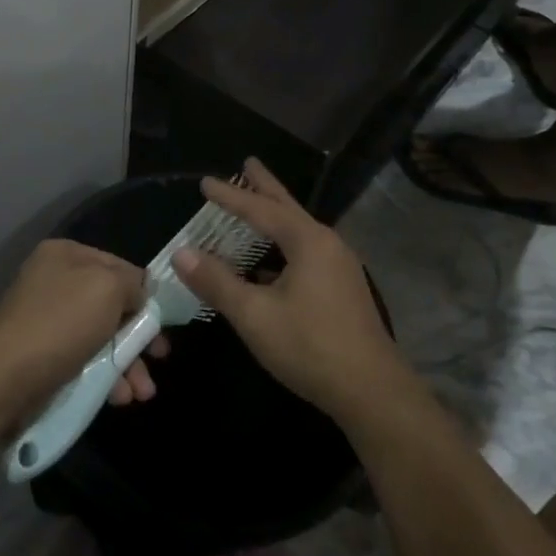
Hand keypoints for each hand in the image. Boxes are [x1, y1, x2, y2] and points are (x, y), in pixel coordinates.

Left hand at [0, 239, 169, 417]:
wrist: (2, 381)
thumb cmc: (60, 324)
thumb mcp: (107, 288)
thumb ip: (131, 283)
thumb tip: (138, 294)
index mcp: (65, 254)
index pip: (118, 265)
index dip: (144, 293)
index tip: (163, 323)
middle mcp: (53, 280)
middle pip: (110, 304)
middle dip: (138, 335)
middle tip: (160, 358)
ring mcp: (45, 319)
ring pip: (99, 337)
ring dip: (126, 363)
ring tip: (142, 393)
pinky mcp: (40, 356)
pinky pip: (83, 361)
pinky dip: (104, 377)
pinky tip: (120, 398)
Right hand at [172, 158, 408, 421]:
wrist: (373, 393)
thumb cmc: (310, 347)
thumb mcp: (254, 315)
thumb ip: (216, 282)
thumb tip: (181, 253)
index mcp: (307, 241)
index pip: (260, 210)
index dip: (230, 196)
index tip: (205, 182)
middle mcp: (327, 244)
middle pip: (288, 207)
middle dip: (265, 186)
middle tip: (248, 163)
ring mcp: (340, 266)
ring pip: (299, 230)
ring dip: (275, 215)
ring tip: (256, 205)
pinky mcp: (343, 288)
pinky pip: (306, 251)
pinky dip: (283, 243)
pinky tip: (271, 260)